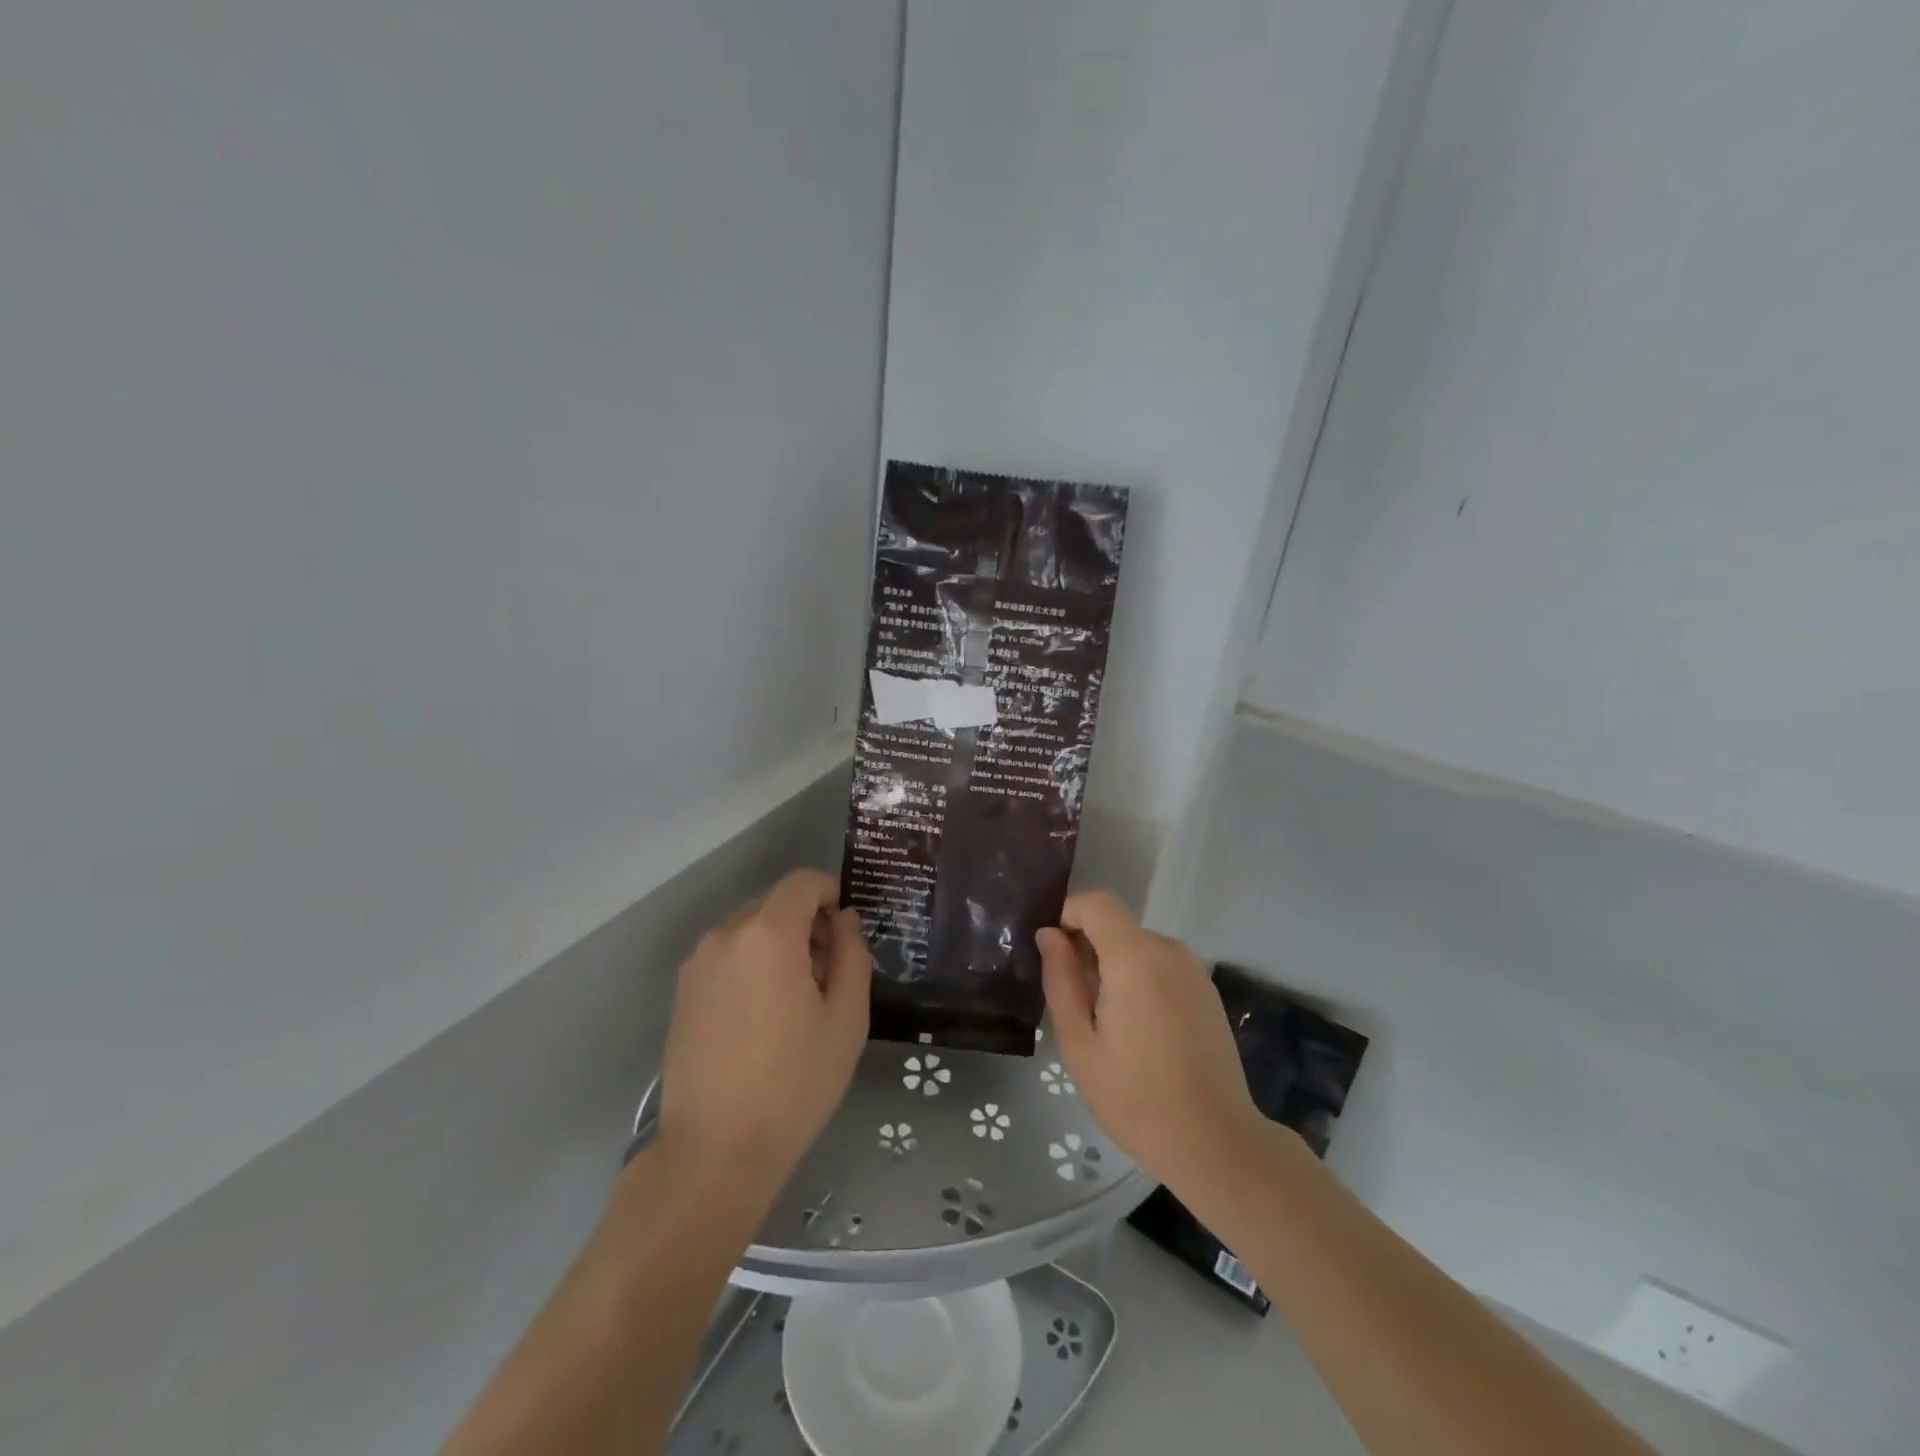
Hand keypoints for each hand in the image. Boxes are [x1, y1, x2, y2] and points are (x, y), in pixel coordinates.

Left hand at [657, 870, 870, 1197]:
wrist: (714, 1152)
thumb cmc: (794, 1082)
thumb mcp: (846, 1017)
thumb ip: (852, 954)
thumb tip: (844, 920)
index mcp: (767, 933)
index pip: (803, 882)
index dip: (832, 894)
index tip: (848, 932)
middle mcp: (725, 935)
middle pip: (775, 903)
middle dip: (807, 923)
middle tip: (828, 974)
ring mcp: (697, 964)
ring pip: (750, 930)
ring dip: (779, 945)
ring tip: (795, 1001)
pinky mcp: (682, 992)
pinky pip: (727, 956)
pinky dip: (752, 965)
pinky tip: (762, 1018)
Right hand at [1038, 891, 1263, 1192]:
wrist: (1216, 1143)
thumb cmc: (1135, 1098)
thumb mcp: (1080, 1043)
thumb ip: (1061, 980)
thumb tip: (1049, 935)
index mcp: (1135, 958)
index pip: (1096, 903)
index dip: (1067, 914)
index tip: (1050, 952)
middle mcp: (1169, 950)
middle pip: (1116, 925)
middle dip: (1087, 948)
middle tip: (1072, 1002)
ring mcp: (1193, 970)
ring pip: (1138, 946)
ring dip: (1113, 966)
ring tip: (1105, 1023)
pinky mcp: (1206, 991)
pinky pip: (1160, 966)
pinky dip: (1139, 979)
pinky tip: (1137, 1030)